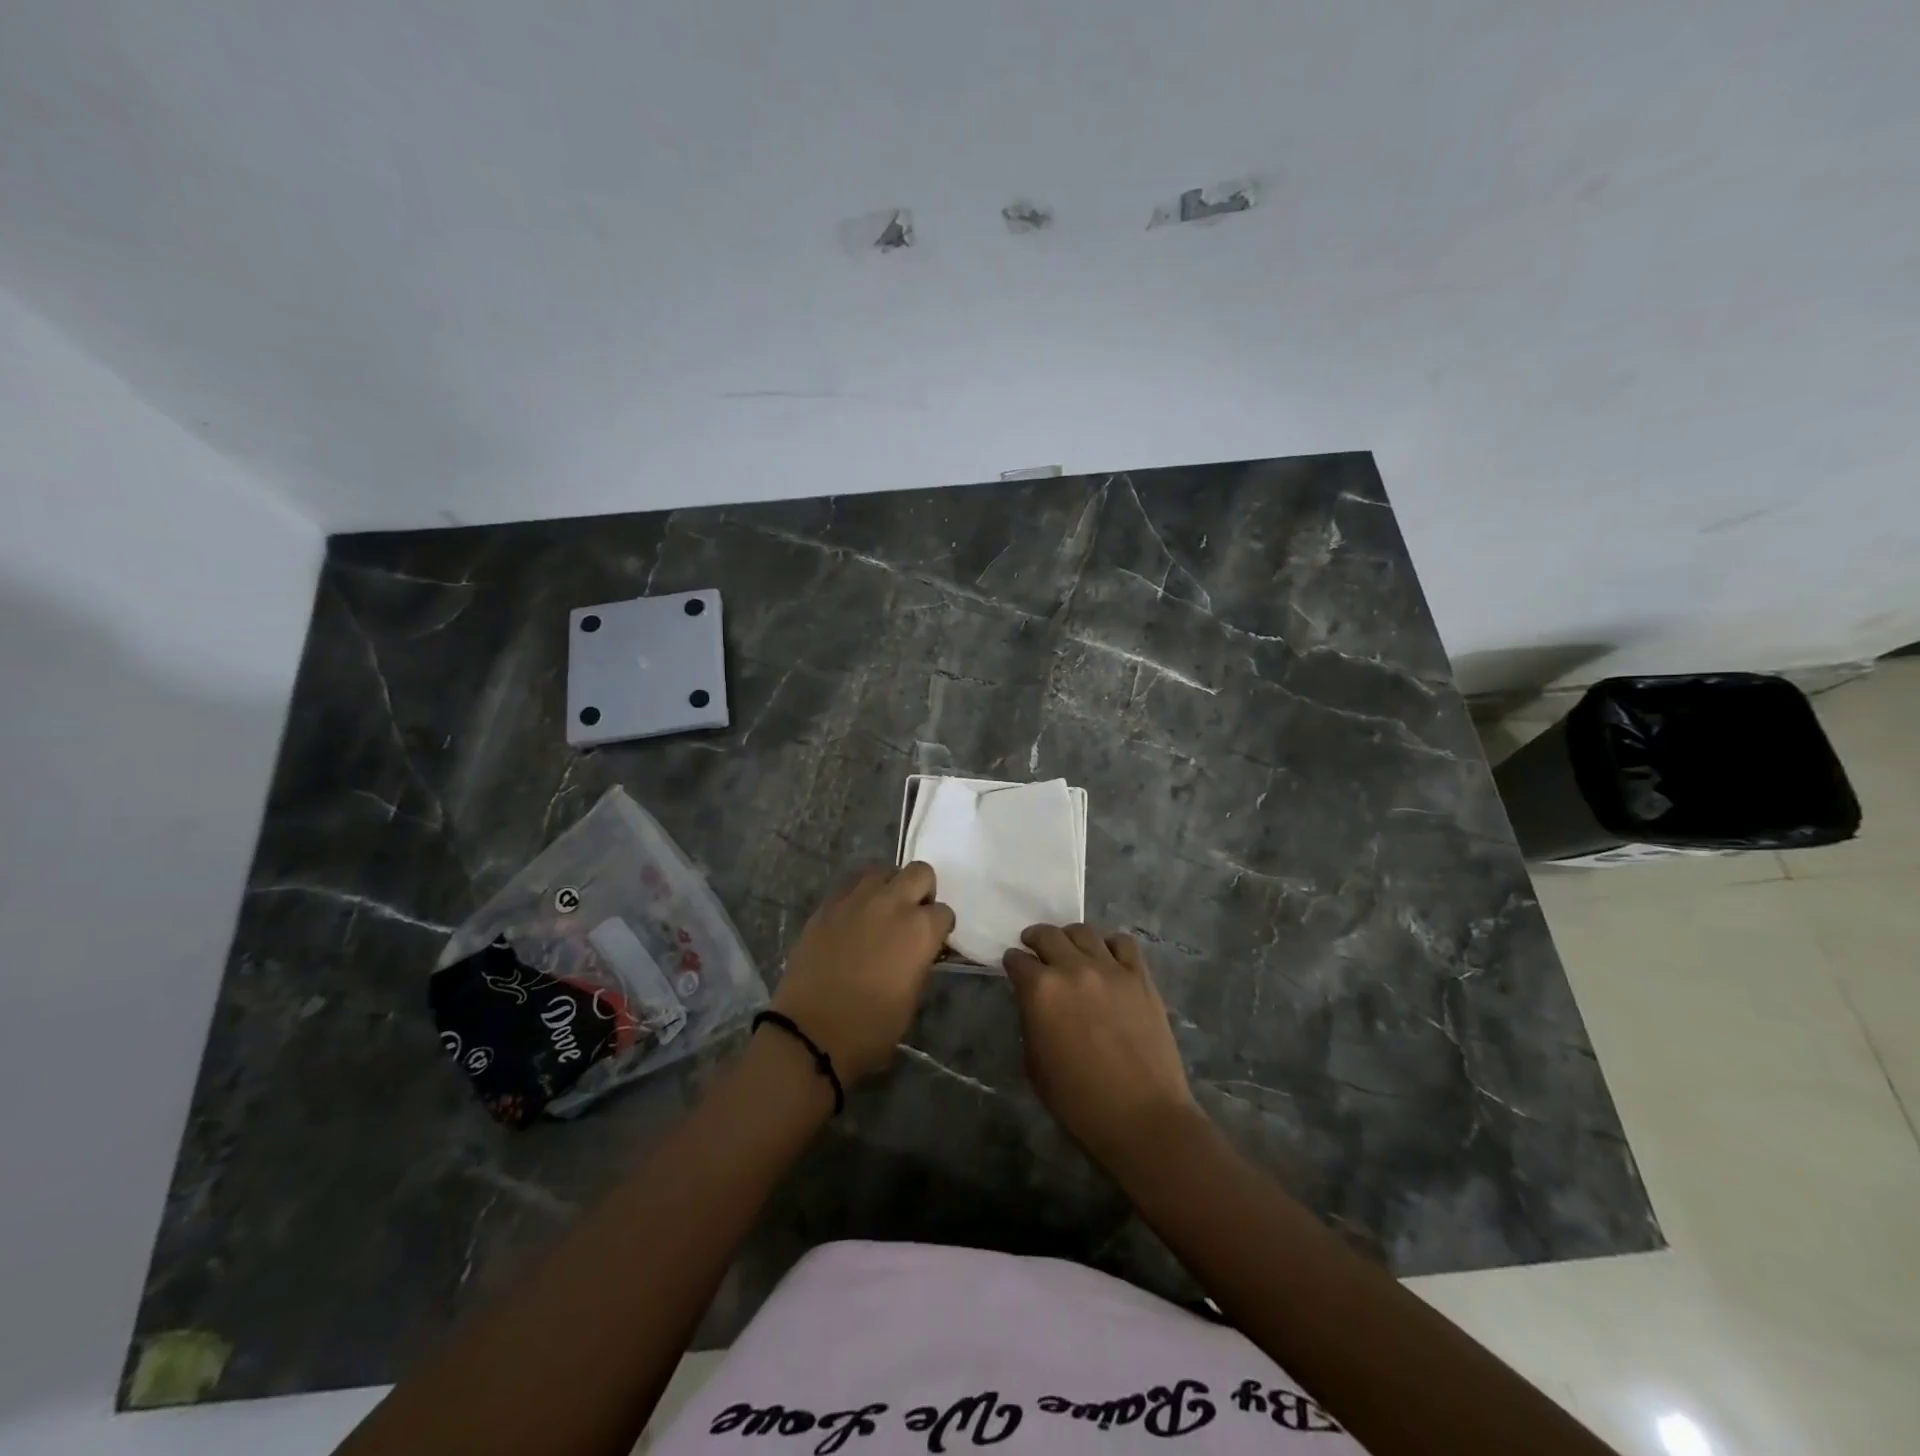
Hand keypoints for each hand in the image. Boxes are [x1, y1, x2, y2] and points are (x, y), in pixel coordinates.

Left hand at [771, 863, 954, 1082]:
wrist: (810, 1033)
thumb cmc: (870, 1028)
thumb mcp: (911, 999)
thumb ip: (920, 962)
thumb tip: (919, 949)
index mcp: (920, 930)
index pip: (944, 912)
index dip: (940, 927)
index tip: (933, 940)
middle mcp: (892, 904)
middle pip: (920, 872)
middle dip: (922, 891)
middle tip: (912, 915)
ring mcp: (857, 899)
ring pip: (883, 870)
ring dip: (890, 886)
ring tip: (882, 910)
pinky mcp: (828, 904)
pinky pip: (851, 883)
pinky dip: (859, 894)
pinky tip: (855, 915)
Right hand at [1004, 924, 1201, 1168]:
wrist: (1142, 1116)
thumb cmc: (1078, 1101)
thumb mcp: (1034, 1064)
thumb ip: (1030, 1020)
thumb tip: (1035, 1002)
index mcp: (1041, 990)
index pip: (1017, 960)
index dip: (1012, 962)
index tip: (1013, 966)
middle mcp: (1073, 968)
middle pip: (1048, 935)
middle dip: (1035, 939)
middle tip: (1034, 948)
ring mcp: (1110, 968)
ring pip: (1084, 932)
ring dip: (1070, 937)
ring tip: (1070, 949)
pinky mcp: (1140, 977)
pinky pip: (1123, 943)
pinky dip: (1110, 945)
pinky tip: (1107, 958)